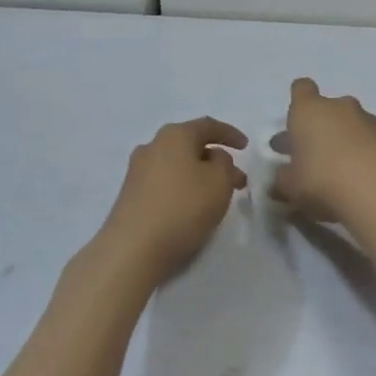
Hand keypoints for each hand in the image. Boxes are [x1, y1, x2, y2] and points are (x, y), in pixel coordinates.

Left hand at [98, 117, 248, 283]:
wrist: (132, 250)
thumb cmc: (182, 207)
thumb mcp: (219, 182)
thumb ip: (224, 163)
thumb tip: (213, 158)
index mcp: (174, 135)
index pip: (207, 126)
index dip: (229, 134)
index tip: (246, 147)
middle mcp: (152, 146)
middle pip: (191, 146)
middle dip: (216, 160)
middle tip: (236, 180)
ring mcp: (137, 171)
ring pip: (178, 165)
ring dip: (200, 176)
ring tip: (217, 197)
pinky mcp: (130, 196)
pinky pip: (164, 183)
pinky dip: (183, 189)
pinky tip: (191, 208)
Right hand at [273, 78, 375, 223]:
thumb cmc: (322, 179)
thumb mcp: (290, 186)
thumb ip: (282, 179)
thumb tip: (280, 178)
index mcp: (309, 110)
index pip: (301, 89)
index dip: (298, 102)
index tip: (295, 123)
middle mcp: (340, 107)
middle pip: (328, 109)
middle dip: (321, 129)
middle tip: (312, 157)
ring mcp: (369, 120)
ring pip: (352, 125)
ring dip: (345, 142)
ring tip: (339, 174)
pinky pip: (373, 143)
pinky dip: (367, 156)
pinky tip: (363, 182)